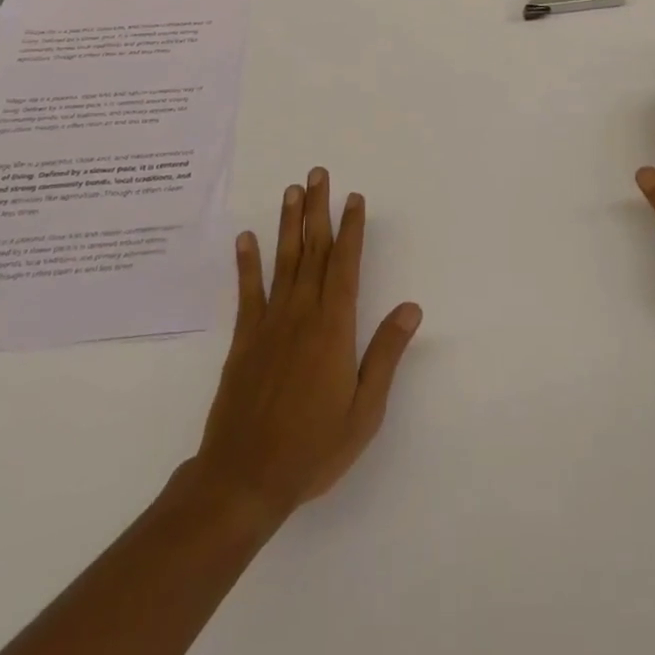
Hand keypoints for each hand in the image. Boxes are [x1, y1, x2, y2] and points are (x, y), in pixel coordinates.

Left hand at [190, 168, 421, 523]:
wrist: (243, 480)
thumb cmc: (312, 448)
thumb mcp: (364, 411)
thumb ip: (386, 355)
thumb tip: (411, 308)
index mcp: (334, 329)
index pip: (346, 265)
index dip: (351, 229)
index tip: (354, 198)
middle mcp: (302, 315)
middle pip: (313, 251)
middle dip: (319, 209)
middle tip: (319, 173)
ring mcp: (269, 324)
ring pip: (283, 261)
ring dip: (290, 223)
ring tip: (293, 190)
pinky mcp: (244, 340)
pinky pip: (248, 292)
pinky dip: (247, 263)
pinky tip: (247, 237)